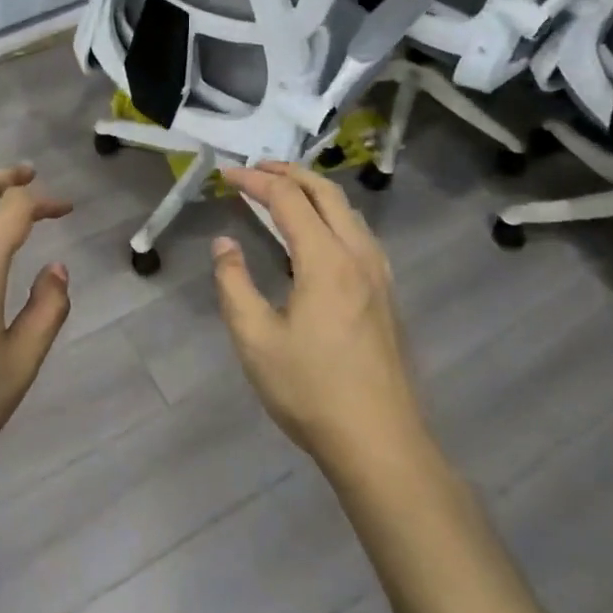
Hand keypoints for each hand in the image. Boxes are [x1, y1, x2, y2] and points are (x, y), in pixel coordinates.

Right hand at [213, 162, 425, 475]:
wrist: (381, 444)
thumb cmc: (311, 391)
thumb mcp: (255, 339)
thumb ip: (234, 283)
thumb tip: (225, 244)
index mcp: (326, 260)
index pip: (288, 199)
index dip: (255, 180)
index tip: (226, 174)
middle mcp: (358, 255)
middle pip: (326, 192)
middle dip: (289, 172)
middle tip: (255, 168)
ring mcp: (379, 274)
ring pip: (348, 210)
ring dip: (313, 190)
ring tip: (282, 192)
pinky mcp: (386, 294)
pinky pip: (358, 232)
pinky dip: (332, 214)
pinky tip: (317, 234)